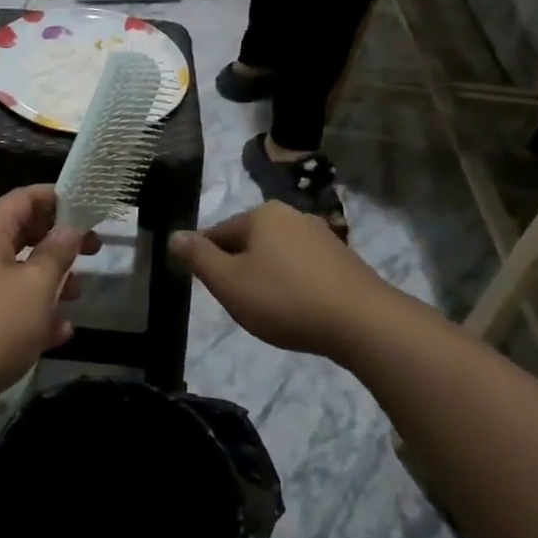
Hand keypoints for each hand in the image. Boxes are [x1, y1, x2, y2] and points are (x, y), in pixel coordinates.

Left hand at [0, 187, 96, 432]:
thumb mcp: (35, 285)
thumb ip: (57, 252)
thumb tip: (71, 227)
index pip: (24, 198)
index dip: (58, 198)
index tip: (91, 207)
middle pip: (24, 233)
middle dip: (60, 241)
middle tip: (95, 249)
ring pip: (21, 273)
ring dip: (51, 280)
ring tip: (77, 294)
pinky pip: (13, 308)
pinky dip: (36, 315)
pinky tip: (61, 333)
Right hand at [169, 202, 409, 361]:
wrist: (363, 322)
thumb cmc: (285, 299)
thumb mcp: (229, 282)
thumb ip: (198, 257)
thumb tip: (174, 235)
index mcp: (262, 214)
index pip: (218, 233)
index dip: (206, 260)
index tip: (205, 285)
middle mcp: (292, 215)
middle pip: (249, 241)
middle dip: (238, 267)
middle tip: (235, 302)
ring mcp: (322, 235)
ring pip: (278, 254)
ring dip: (266, 276)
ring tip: (267, 309)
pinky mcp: (344, 259)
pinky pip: (304, 268)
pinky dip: (293, 284)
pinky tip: (297, 309)